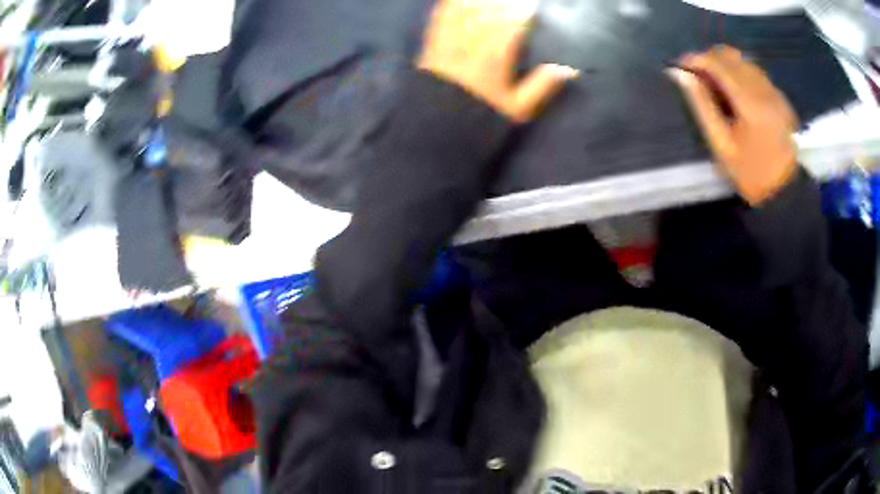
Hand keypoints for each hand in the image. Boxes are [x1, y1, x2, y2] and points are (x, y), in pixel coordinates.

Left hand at [418, 0, 577, 122]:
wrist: (438, 119)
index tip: (533, 7)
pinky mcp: (435, 35)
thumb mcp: (518, 107)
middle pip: (494, 5)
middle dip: (507, 2)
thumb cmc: (481, 112)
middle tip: (515, 3)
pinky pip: (446, 9)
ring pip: (471, 4)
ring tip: (496, 2)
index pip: (516, 18)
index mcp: (498, 50)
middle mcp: (476, 36)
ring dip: (485, 1)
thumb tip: (570, 70)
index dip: (526, 9)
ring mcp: (453, 33)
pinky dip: (455, 1)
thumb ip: (543, 86)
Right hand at [668, 46, 798, 205]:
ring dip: (725, 65)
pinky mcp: (779, 96)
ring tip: (715, 83)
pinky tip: (735, 90)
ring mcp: (773, 91)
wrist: (787, 191)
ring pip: (743, 61)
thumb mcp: (722, 145)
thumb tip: (681, 75)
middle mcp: (762, 88)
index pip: (717, 63)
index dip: (696, 59)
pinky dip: (740, 73)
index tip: (681, 66)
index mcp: (749, 102)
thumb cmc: (752, 173)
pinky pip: (755, 71)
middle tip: (698, 76)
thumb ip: (703, 106)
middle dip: (710, 59)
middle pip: (730, 56)